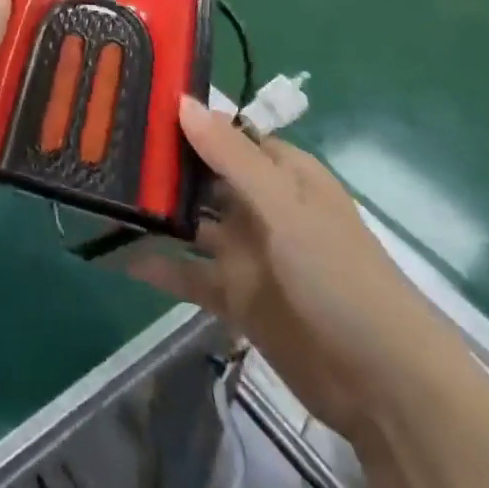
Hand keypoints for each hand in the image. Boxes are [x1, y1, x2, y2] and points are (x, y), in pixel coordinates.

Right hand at [130, 98, 468, 442]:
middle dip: (162, 164)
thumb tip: (182, 101)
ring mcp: (249, 254)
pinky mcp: (238, 299)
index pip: (226, 133)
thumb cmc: (339, 274)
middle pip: (204, 176)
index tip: (136, 102)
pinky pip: (190, 275)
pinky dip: (160, 267)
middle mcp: (262, 207)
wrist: (385, 386)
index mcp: (283, 174)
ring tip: (103, 193)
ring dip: (157, 212)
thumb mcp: (284, 206)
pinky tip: (120, 255)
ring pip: (192, 223)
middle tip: (103, 146)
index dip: (186, 119)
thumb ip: (230, 156)